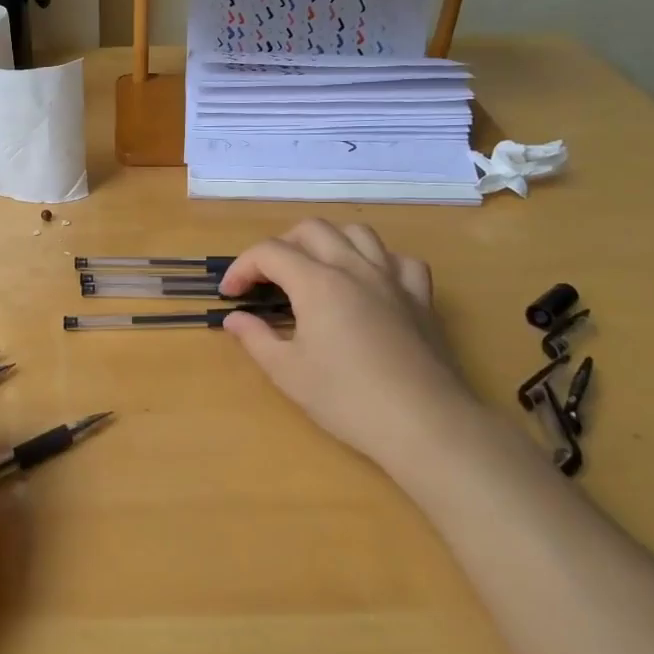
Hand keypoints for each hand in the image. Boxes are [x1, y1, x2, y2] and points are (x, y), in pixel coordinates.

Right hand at [220, 219, 484, 474]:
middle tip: (267, 280)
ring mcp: (392, 279)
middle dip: (281, 246)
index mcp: (317, 283)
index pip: (269, 252)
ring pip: (358, 233)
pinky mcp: (421, 298)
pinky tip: (370, 283)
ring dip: (329, 242)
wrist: (423, 424)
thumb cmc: (347, 399)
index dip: (242, 267)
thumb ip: (256, 338)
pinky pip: (400, 260)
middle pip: (312, 229)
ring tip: (315, 270)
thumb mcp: (287, 372)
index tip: (230, 295)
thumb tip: (235, 319)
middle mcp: (354, 268)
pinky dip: (379, 262)